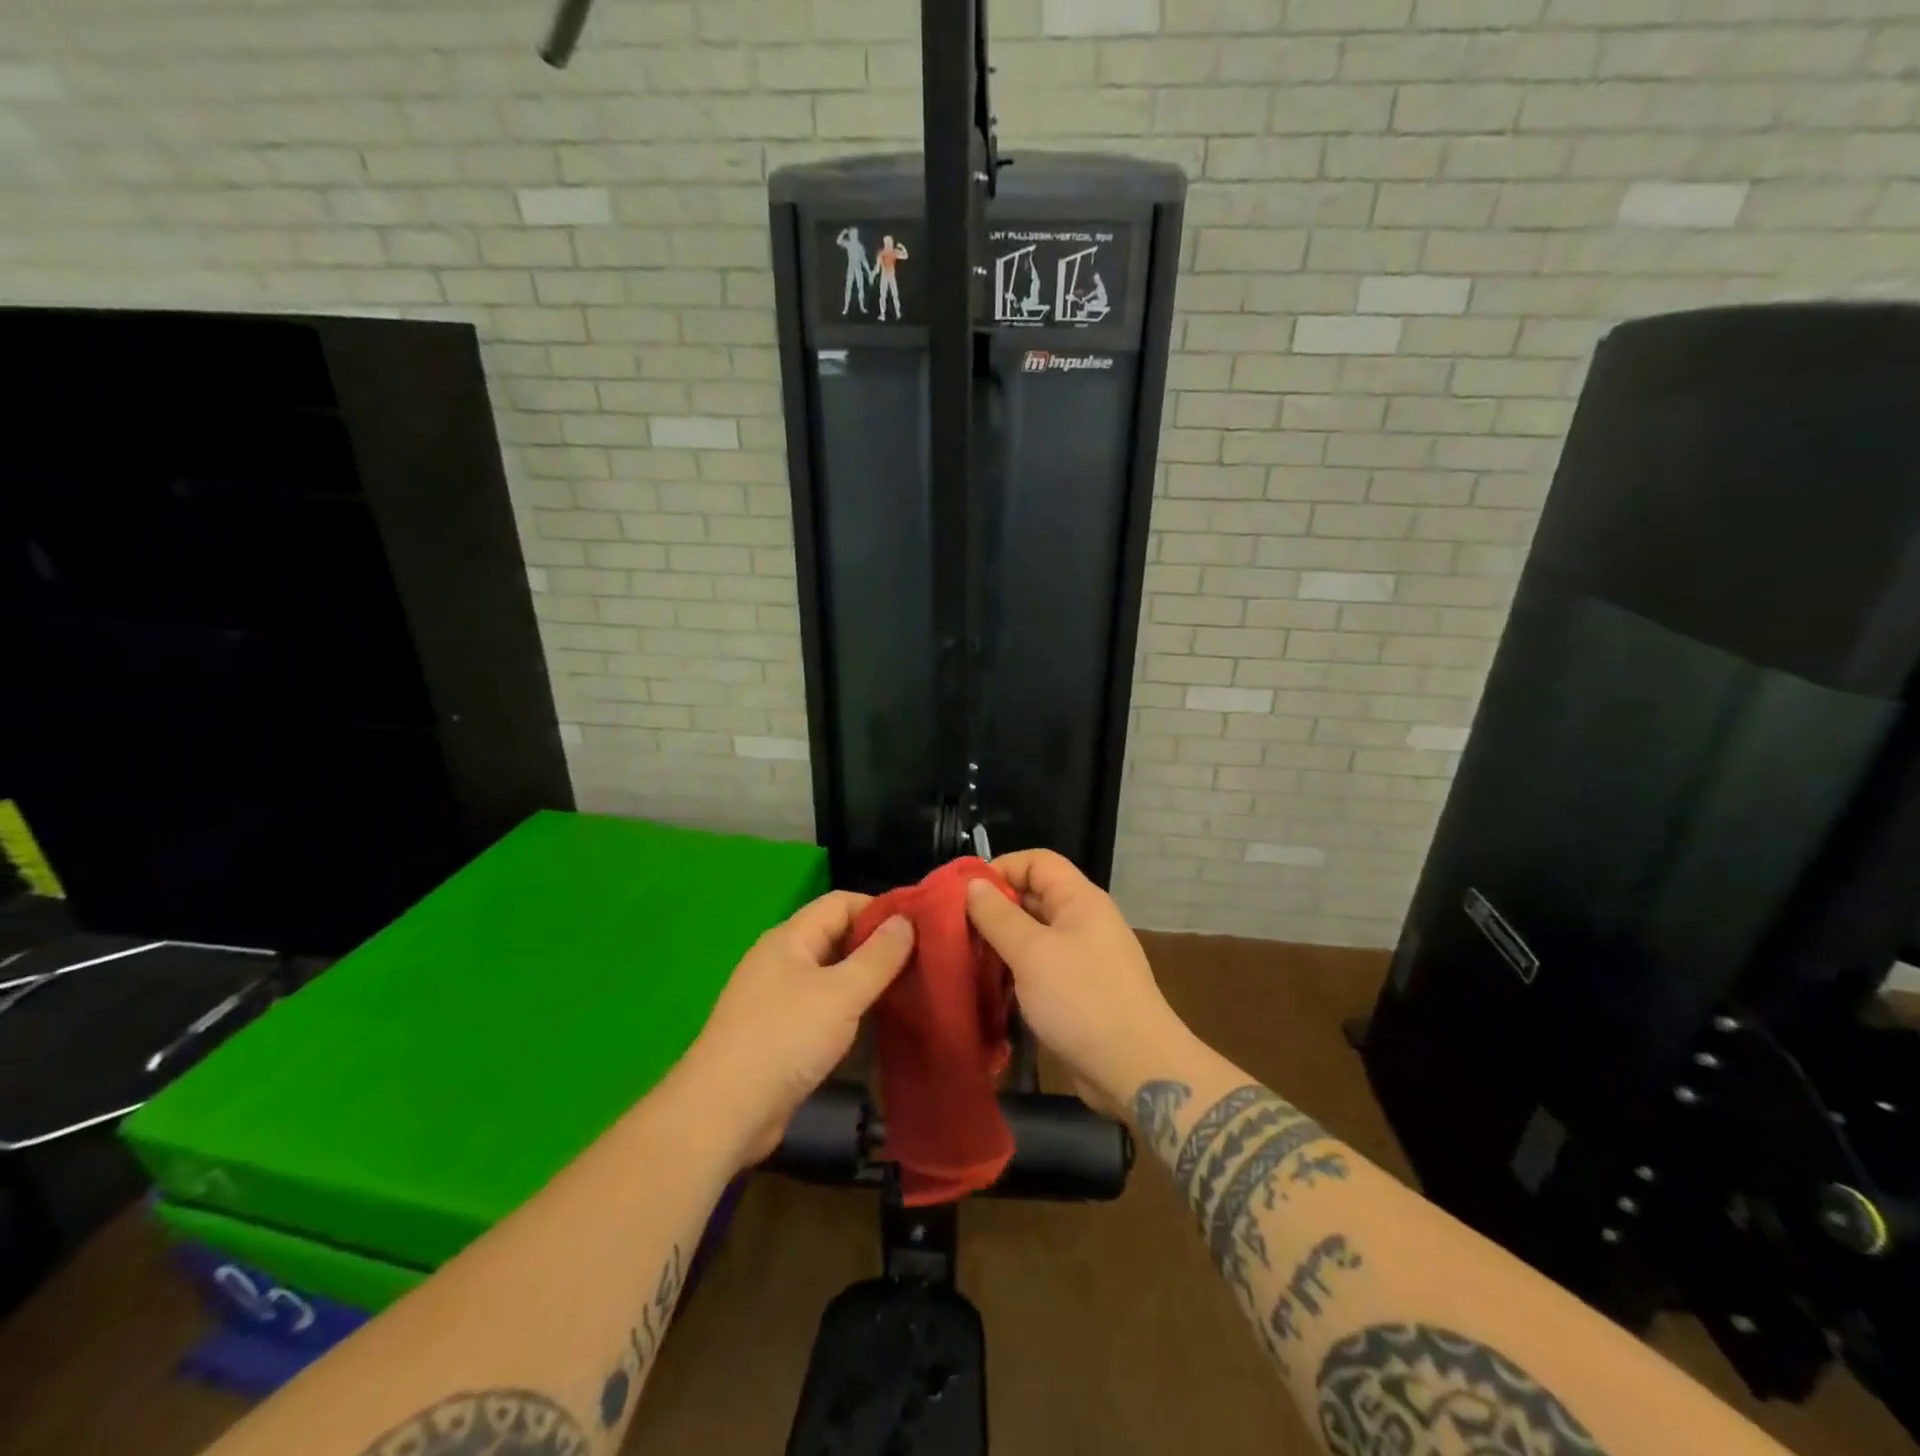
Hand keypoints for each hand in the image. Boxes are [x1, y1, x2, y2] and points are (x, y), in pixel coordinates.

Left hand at [679, 892, 914, 1168]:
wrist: (724, 1112)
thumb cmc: (785, 1038)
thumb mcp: (842, 993)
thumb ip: (878, 956)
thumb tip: (906, 920)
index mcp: (790, 938)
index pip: (841, 903)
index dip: (880, 909)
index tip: (919, 927)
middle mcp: (782, 960)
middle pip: (837, 937)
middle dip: (877, 946)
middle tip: (922, 960)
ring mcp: (778, 998)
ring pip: (831, 975)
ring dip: (866, 981)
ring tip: (909, 990)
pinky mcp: (780, 1034)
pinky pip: (823, 1008)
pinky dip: (849, 1010)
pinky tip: (877, 1024)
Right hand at [965, 850, 1187, 1118]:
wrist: (1136, 1069)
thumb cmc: (1082, 999)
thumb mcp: (1032, 953)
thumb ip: (998, 916)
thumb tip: (972, 884)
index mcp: (1080, 899)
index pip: (1037, 861)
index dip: (1000, 868)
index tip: (963, 893)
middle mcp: (1084, 920)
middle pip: (1034, 895)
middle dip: (995, 907)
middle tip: (956, 928)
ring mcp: (1084, 956)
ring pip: (1035, 933)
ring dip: (1003, 941)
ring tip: (967, 956)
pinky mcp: (1080, 990)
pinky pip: (1042, 965)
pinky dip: (1017, 969)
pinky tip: (992, 986)